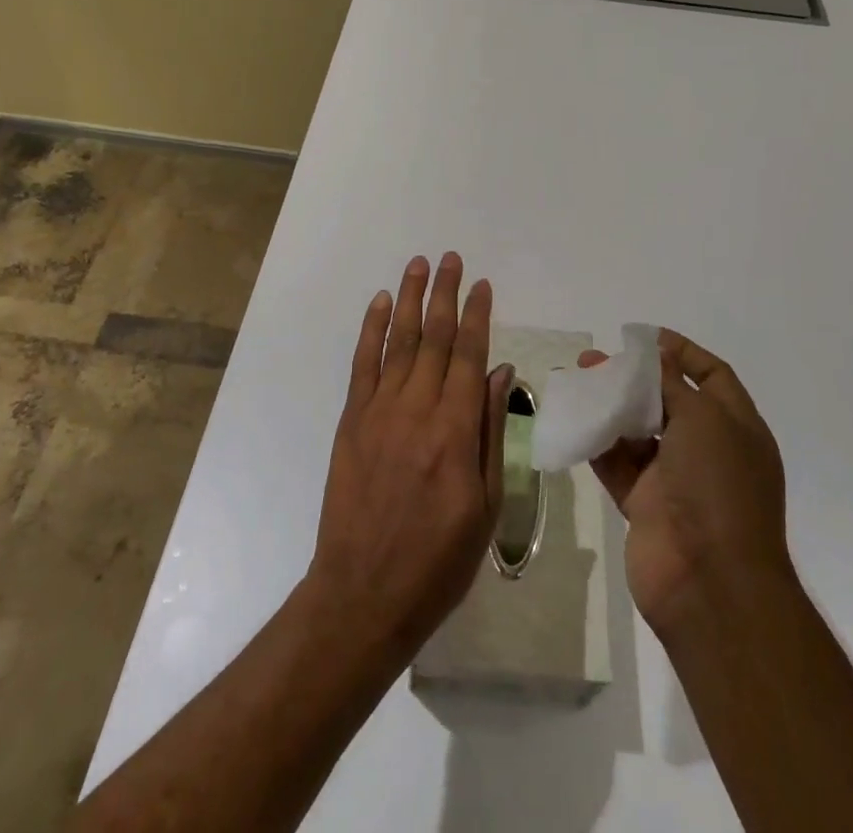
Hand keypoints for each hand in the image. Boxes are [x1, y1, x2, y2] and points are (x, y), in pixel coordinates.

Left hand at [306, 253, 513, 663]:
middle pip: (435, 338)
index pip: (470, 356)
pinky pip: (363, 364)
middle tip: (452, 259)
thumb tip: (501, 373)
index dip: (478, 316)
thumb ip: (492, 432)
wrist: (363, 593)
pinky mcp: (352, 420)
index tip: (483, 285)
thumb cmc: (438, 559)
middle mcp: (417, 409)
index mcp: (455, 431)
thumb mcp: (485, 505)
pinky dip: (372, 330)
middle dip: (446, 294)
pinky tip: (381, 303)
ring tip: (419, 265)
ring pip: (400, 341)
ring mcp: (379, 411)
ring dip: (411, 299)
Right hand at [582, 329, 792, 640]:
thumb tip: (654, 355)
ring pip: (637, 432)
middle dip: (633, 378)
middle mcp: (708, 451)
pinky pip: (617, 464)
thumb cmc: (718, 488)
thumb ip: (671, 383)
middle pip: (668, 402)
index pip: (712, 377)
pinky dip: (596, 441)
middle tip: (594, 359)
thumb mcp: (703, 420)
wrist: (711, 584)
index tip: (645, 337)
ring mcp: (675, 481)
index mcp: (737, 429)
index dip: (683, 353)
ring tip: (575, 380)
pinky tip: (573, 418)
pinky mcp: (644, 506)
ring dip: (608, 406)